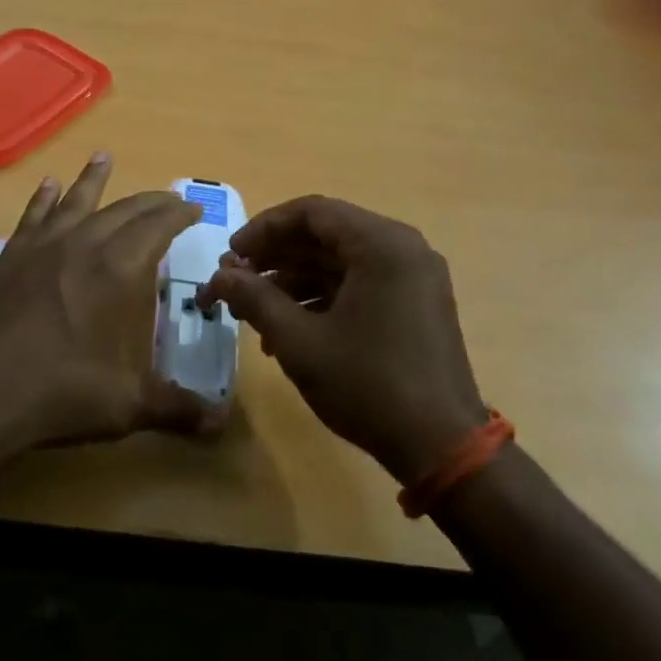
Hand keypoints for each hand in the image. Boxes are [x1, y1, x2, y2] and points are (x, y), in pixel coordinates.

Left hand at [0, 155, 218, 478]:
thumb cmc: (59, 393)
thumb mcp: (127, 406)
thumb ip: (177, 409)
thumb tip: (221, 426)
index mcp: (120, 269)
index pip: (158, 226)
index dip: (179, 214)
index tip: (193, 208)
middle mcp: (83, 244)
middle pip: (124, 209)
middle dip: (150, 201)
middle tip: (168, 199)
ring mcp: (41, 247)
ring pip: (76, 201)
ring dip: (94, 179)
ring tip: (104, 156)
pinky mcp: (9, 258)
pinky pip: (33, 216)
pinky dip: (44, 199)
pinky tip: (48, 186)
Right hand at [197, 196, 487, 484]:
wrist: (441, 446)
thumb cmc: (368, 385)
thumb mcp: (299, 341)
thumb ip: (254, 299)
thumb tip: (218, 276)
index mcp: (381, 245)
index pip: (311, 213)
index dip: (263, 229)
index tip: (230, 255)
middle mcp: (402, 249)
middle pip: (325, 235)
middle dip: (274, 257)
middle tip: (235, 282)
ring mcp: (412, 277)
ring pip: (339, 262)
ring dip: (292, 280)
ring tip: (252, 311)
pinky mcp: (413, 304)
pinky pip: (358, 284)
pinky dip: (320, 298)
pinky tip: (286, 330)